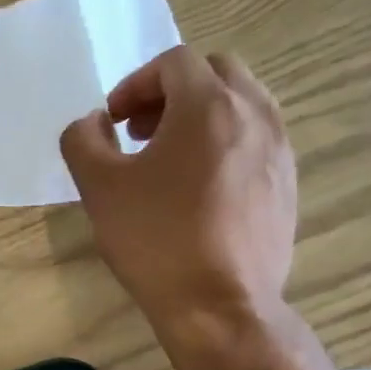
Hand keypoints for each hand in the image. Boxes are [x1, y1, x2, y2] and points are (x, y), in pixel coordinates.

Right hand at [59, 46, 296, 332]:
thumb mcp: (98, 187)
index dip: (136, 83)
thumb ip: (83, 139)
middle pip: (215, 72)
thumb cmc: (156, 239)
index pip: (174, 62)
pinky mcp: (288, 183)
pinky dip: (227, 141)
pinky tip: (200, 188)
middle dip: (172, 91)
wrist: (219, 306)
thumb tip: (94, 123)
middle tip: (142, 130)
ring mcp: (279, 149)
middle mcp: (254, 114)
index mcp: (209, 105)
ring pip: (243, 103)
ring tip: (171, 157)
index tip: (114, 120)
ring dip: (202, 114)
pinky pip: (257, 139)